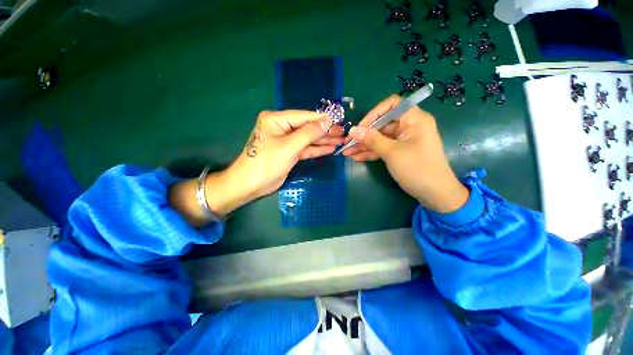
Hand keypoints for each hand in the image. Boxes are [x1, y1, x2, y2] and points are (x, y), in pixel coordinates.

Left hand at [170, 110, 343, 225]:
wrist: (251, 184)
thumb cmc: (267, 162)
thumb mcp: (289, 146)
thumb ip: (309, 133)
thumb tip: (327, 121)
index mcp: (277, 119)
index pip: (304, 116)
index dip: (322, 119)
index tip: (339, 121)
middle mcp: (282, 127)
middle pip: (307, 127)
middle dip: (325, 131)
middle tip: (343, 133)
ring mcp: (286, 141)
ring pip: (308, 139)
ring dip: (323, 141)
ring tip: (340, 141)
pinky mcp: (289, 153)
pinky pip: (305, 149)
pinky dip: (316, 149)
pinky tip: (330, 148)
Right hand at [343, 95, 468, 212]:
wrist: (435, 194)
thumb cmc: (417, 168)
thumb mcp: (392, 152)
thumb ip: (371, 139)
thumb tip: (353, 130)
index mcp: (414, 119)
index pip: (392, 105)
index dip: (374, 113)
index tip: (360, 127)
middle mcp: (409, 126)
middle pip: (382, 124)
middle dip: (364, 134)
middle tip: (347, 143)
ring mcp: (404, 140)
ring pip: (380, 138)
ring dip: (364, 145)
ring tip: (347, 152)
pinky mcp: (400, 152)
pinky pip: (383, 148)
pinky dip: (371, 152)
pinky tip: (356, 157)